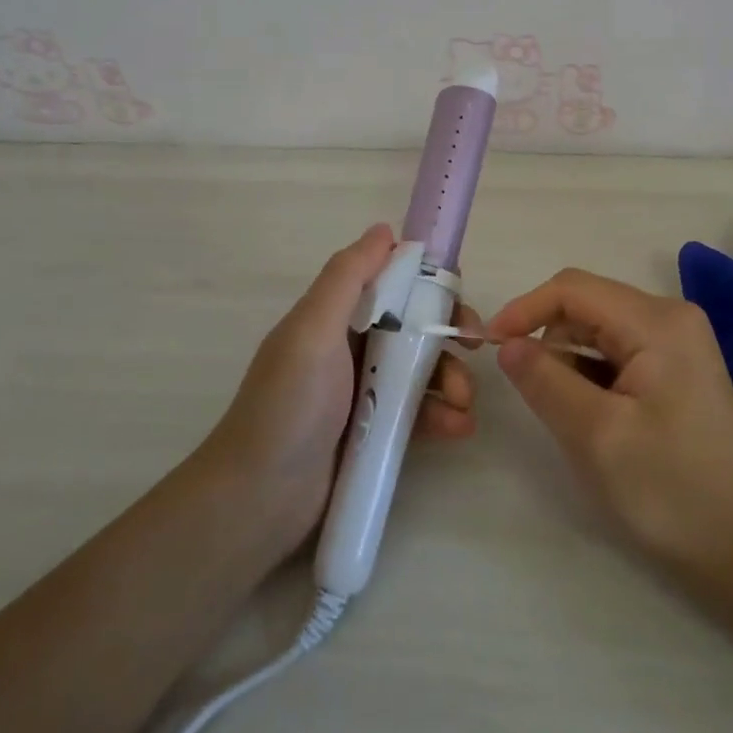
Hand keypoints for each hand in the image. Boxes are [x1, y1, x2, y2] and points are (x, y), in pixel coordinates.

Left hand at [204, 223, 477, 555]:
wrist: (258, 502)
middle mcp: (351, 347)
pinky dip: (442, 415)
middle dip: (448, 334)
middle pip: (415, 326)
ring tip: (463, 405)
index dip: (428, 284)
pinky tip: (458, 428)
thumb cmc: (289, 406)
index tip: (457, 299)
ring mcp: (364, 392)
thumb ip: (347, 277)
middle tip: (474, 349)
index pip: (392, 284)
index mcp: (335, 317)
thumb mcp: (313, 330)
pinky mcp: (375, 432)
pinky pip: (418, 412)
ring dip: (451, 379)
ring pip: (422, 370)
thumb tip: (384, 230)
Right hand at [487, 269, 732, 569]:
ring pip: (597, 329)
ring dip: (570, 363)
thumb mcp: (596, 435)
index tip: (489, 346)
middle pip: (586, 306)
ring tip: (577, 419)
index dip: (525, 310)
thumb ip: (545, 380)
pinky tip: (598, 418)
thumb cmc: (669, 490)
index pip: (573, 289)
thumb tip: (506, 343)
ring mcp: (677, 340)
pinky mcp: (676, 364)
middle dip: (550, 342)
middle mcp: (670, 316)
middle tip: (538, 399)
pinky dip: (592, 375)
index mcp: (658, 321)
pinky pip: (616, 351)